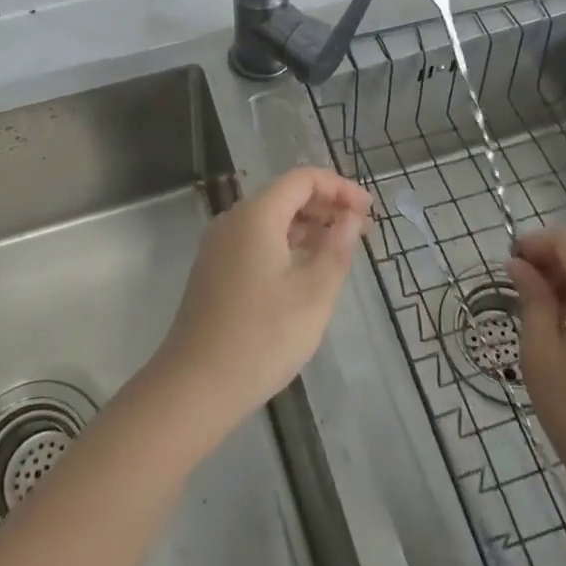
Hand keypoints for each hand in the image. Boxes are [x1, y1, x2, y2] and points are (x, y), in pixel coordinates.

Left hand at [149, 167, 369, 438]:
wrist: (195, 386)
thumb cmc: (262, 337)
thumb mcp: (314, 294)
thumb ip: (337, 249)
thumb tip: (351, 219)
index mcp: (257, 215)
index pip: (302, 179)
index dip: (339, 187)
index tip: (369, 211)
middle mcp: (234, 220)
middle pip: (285, 195)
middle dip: (326, 206)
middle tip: (361, 232)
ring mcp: (220, 246)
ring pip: (270, 220)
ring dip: (307, 227)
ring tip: (340, 250)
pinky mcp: (215, 270)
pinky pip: (256, 241)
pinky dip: (286, 244)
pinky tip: (306, 271)